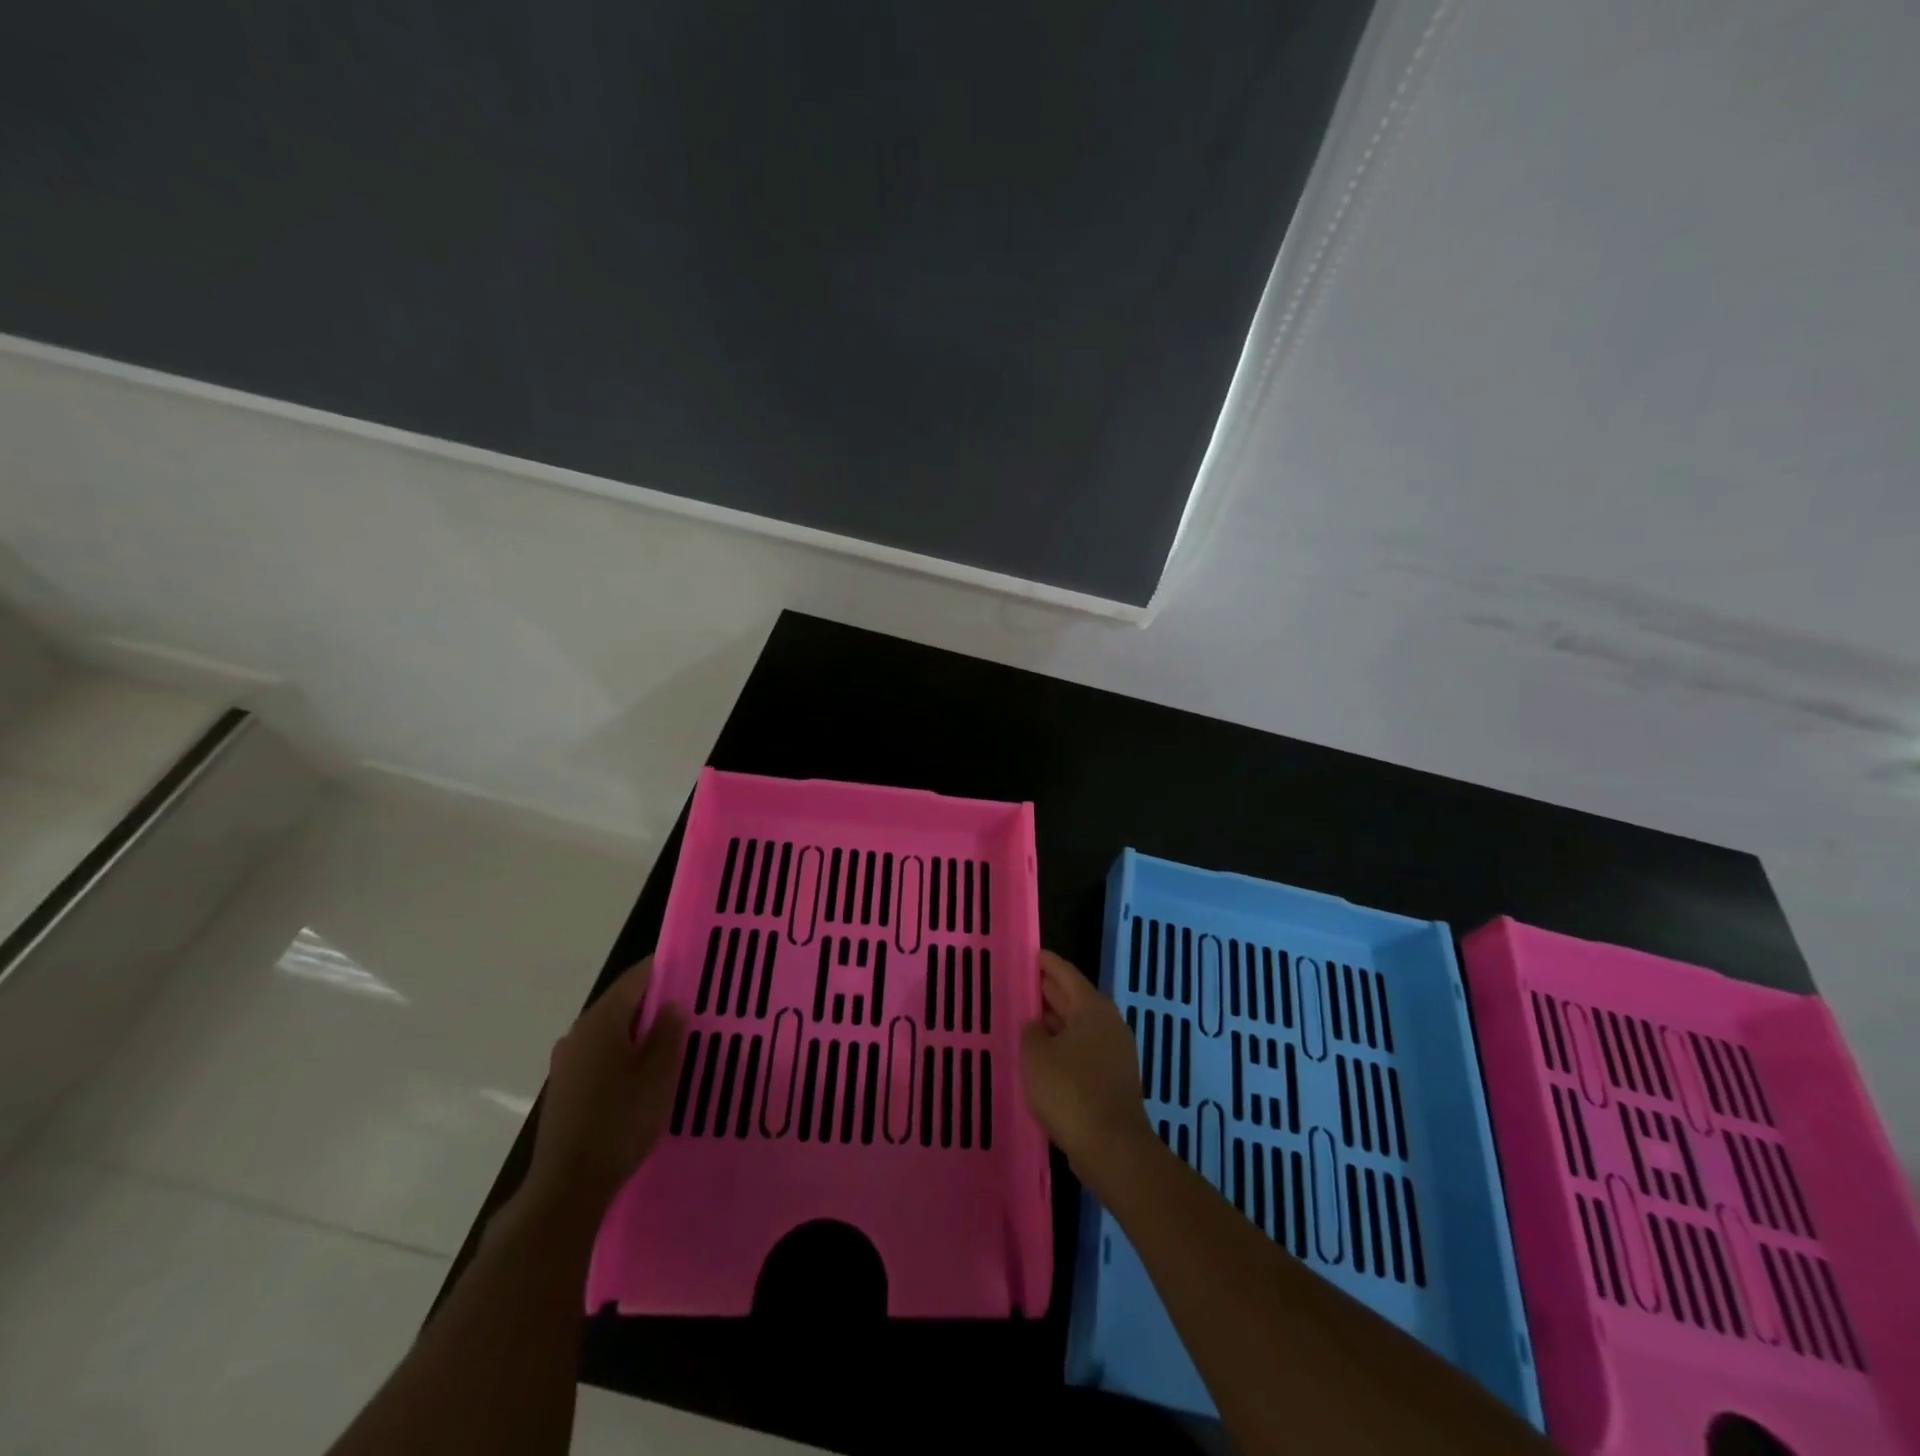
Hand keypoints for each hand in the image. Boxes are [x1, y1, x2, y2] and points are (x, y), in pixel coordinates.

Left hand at [526, 957, 688, 1212]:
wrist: (567, 1187)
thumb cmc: (620, 1121)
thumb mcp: (658, 1074)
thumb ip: (668, 1032)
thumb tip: (672, 1003)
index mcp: (602, 1020)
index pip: (637, 977)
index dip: (666, 970)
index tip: (694, 973)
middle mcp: (579, 1031)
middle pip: (623, 1002)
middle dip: (656, 1003)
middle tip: (692, 1010)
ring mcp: (567, 1060)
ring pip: (612, 1030)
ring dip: (640, 1031)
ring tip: (673, 1042)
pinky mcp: (565, 1087)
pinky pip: (601, 1054)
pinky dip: (625, 1053)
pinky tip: (644, 1074)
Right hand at [1020, 950, 1150, 1183]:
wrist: (1112, 1148)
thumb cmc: (1071, 1091)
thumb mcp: (1037, 1055)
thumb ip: (1030, 1031)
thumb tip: (1035, 1025)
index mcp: (1092, 1008)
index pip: (1066, 973)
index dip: (1046, 963)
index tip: (1029, 954)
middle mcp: (1107, 1024)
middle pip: (1074, 999)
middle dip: (1048, 992)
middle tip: (1020, 985)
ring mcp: (1114, 1054)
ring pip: (1078, 1028)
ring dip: (1054, 1024)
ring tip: (1024, 1021)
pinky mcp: (1112, 1080)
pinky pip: (1082, 1052)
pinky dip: (1062, 1048)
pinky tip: (1042, 1059)